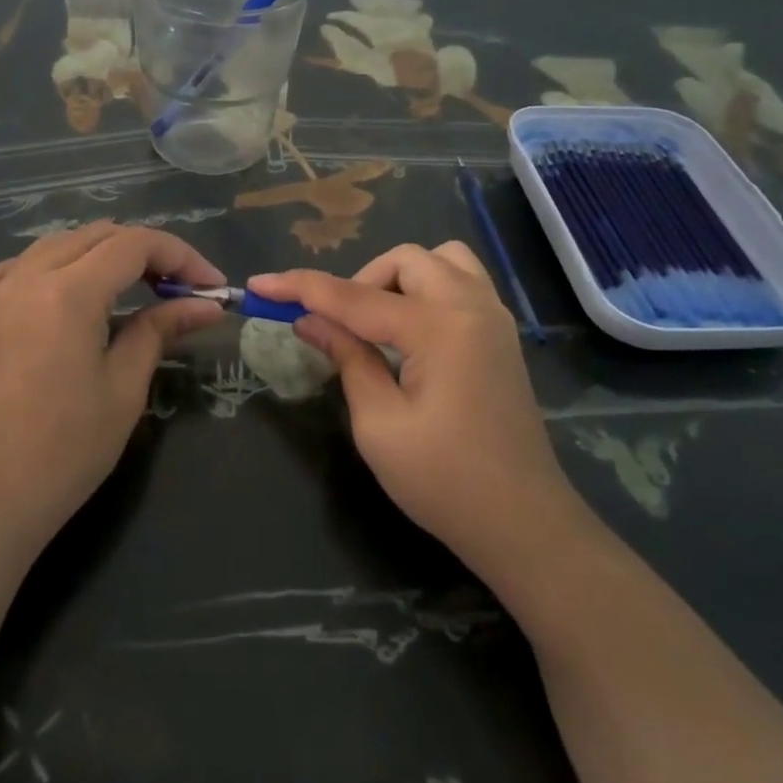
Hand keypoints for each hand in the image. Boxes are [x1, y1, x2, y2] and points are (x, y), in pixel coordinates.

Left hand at [0, 223, 223, 565]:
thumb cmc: (63, 451)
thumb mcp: (124, 388)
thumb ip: (162, 330)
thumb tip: (207, 305)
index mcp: (67, 291)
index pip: (136, 244)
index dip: (182, 256)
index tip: (212, 286)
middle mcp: (27, 275)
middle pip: (100, 235)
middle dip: (149, 253)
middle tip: (183, 290)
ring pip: (62, 243)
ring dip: (106, 254)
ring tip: (140, 289)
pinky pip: (25, 264)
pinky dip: (62, 265)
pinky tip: (76, 292)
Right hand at [251, 243, 591, 586]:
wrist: (523, 522)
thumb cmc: (445, 482)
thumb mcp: (379, 425)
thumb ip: (347, 358)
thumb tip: (310, 321)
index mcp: (439, 328)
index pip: (354, 297)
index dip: (301, 288)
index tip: (260, 284)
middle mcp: (472, 307)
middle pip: (404, 261)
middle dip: (361, 282)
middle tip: (339, 327)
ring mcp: (494, 317)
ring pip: (440, 261)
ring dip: (399, 279)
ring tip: (379, 324)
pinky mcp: (501, 334)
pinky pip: (461, 282)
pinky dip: (428, 289)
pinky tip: (411, 333)